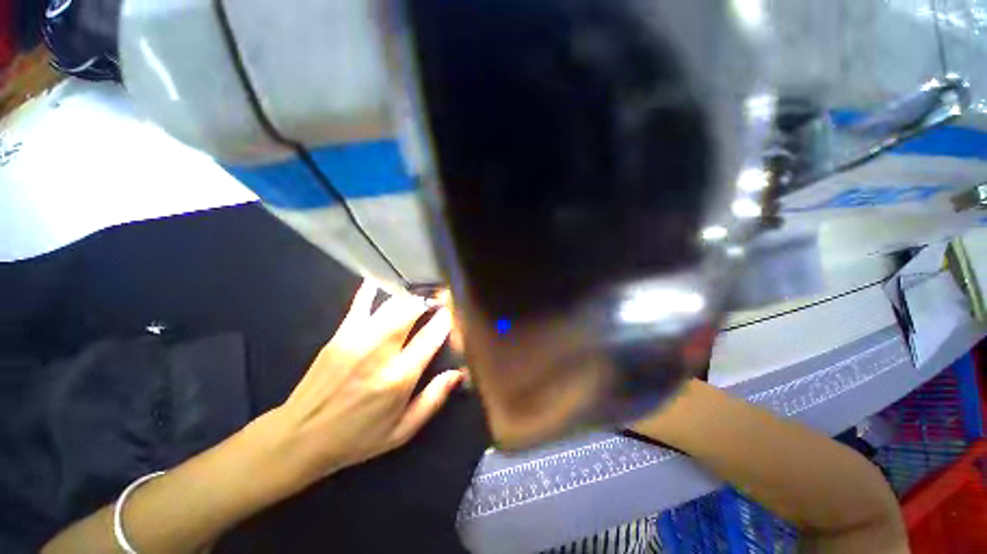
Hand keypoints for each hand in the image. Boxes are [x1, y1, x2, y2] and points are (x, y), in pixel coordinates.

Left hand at [266, 280, 462, 485]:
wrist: (300, 438)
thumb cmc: (356, 438)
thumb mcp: (401, 431)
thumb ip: (433, 400)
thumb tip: (458, 373)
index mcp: (399, 377)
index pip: (431, 336)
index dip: (445, 320)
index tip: (453, 312)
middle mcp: (380, 351)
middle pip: (411, 311)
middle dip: (430, 301)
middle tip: (441, 298)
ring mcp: (358, 339)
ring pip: (391, 305)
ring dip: (410, 297)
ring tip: (421, 296)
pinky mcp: (340, 334)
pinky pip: (359, 304)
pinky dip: (371, 290)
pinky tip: (380, 280)